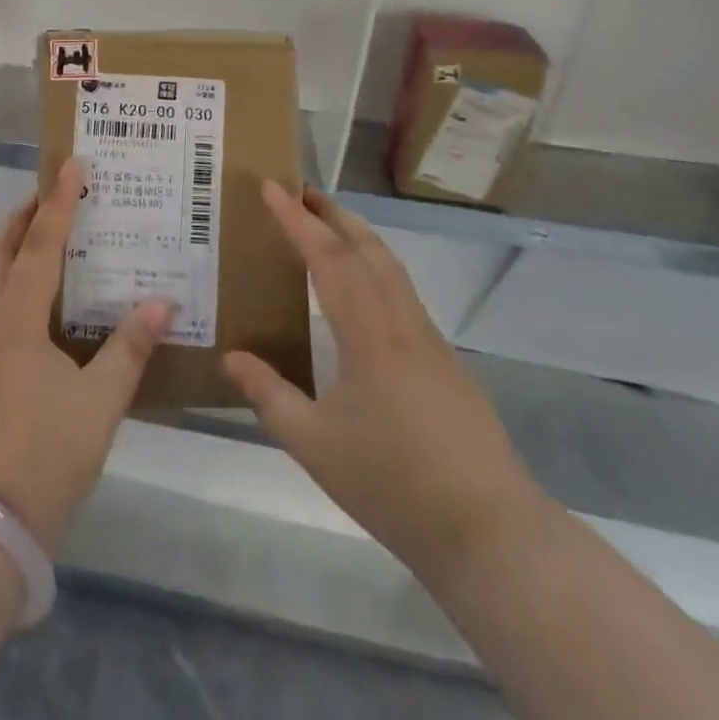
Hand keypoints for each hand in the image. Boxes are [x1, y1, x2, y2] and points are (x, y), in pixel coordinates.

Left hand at [0, 158, 173, 551]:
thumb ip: (130, 347)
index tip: (70, 164)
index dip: (58, 203)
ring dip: (7, 246)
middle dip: (23, 217)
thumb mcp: (100, 401)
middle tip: (52, 195)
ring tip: (38, 235)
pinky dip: (2, 277)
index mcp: (16, 318)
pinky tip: (25, 296)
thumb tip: (162, 302)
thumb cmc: (47, 453)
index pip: (39, 245)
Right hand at [223, 183, 536, 577]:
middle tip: (300, 191)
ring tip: (328, 225)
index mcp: (369, 335)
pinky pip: (403, 294)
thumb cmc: (393, 484)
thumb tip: (230, 356)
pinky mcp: (444, 362)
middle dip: (333, 213)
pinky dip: (376, 267)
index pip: (328, 259)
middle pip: (368, 249)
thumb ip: (269, 396)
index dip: (297, 220)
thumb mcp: (314, 445)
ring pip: (392, 268)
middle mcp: (402, 324)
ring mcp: (429, 341)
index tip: (272, 188)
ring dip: (358, 236)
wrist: (488, 531)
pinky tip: (363, 289)